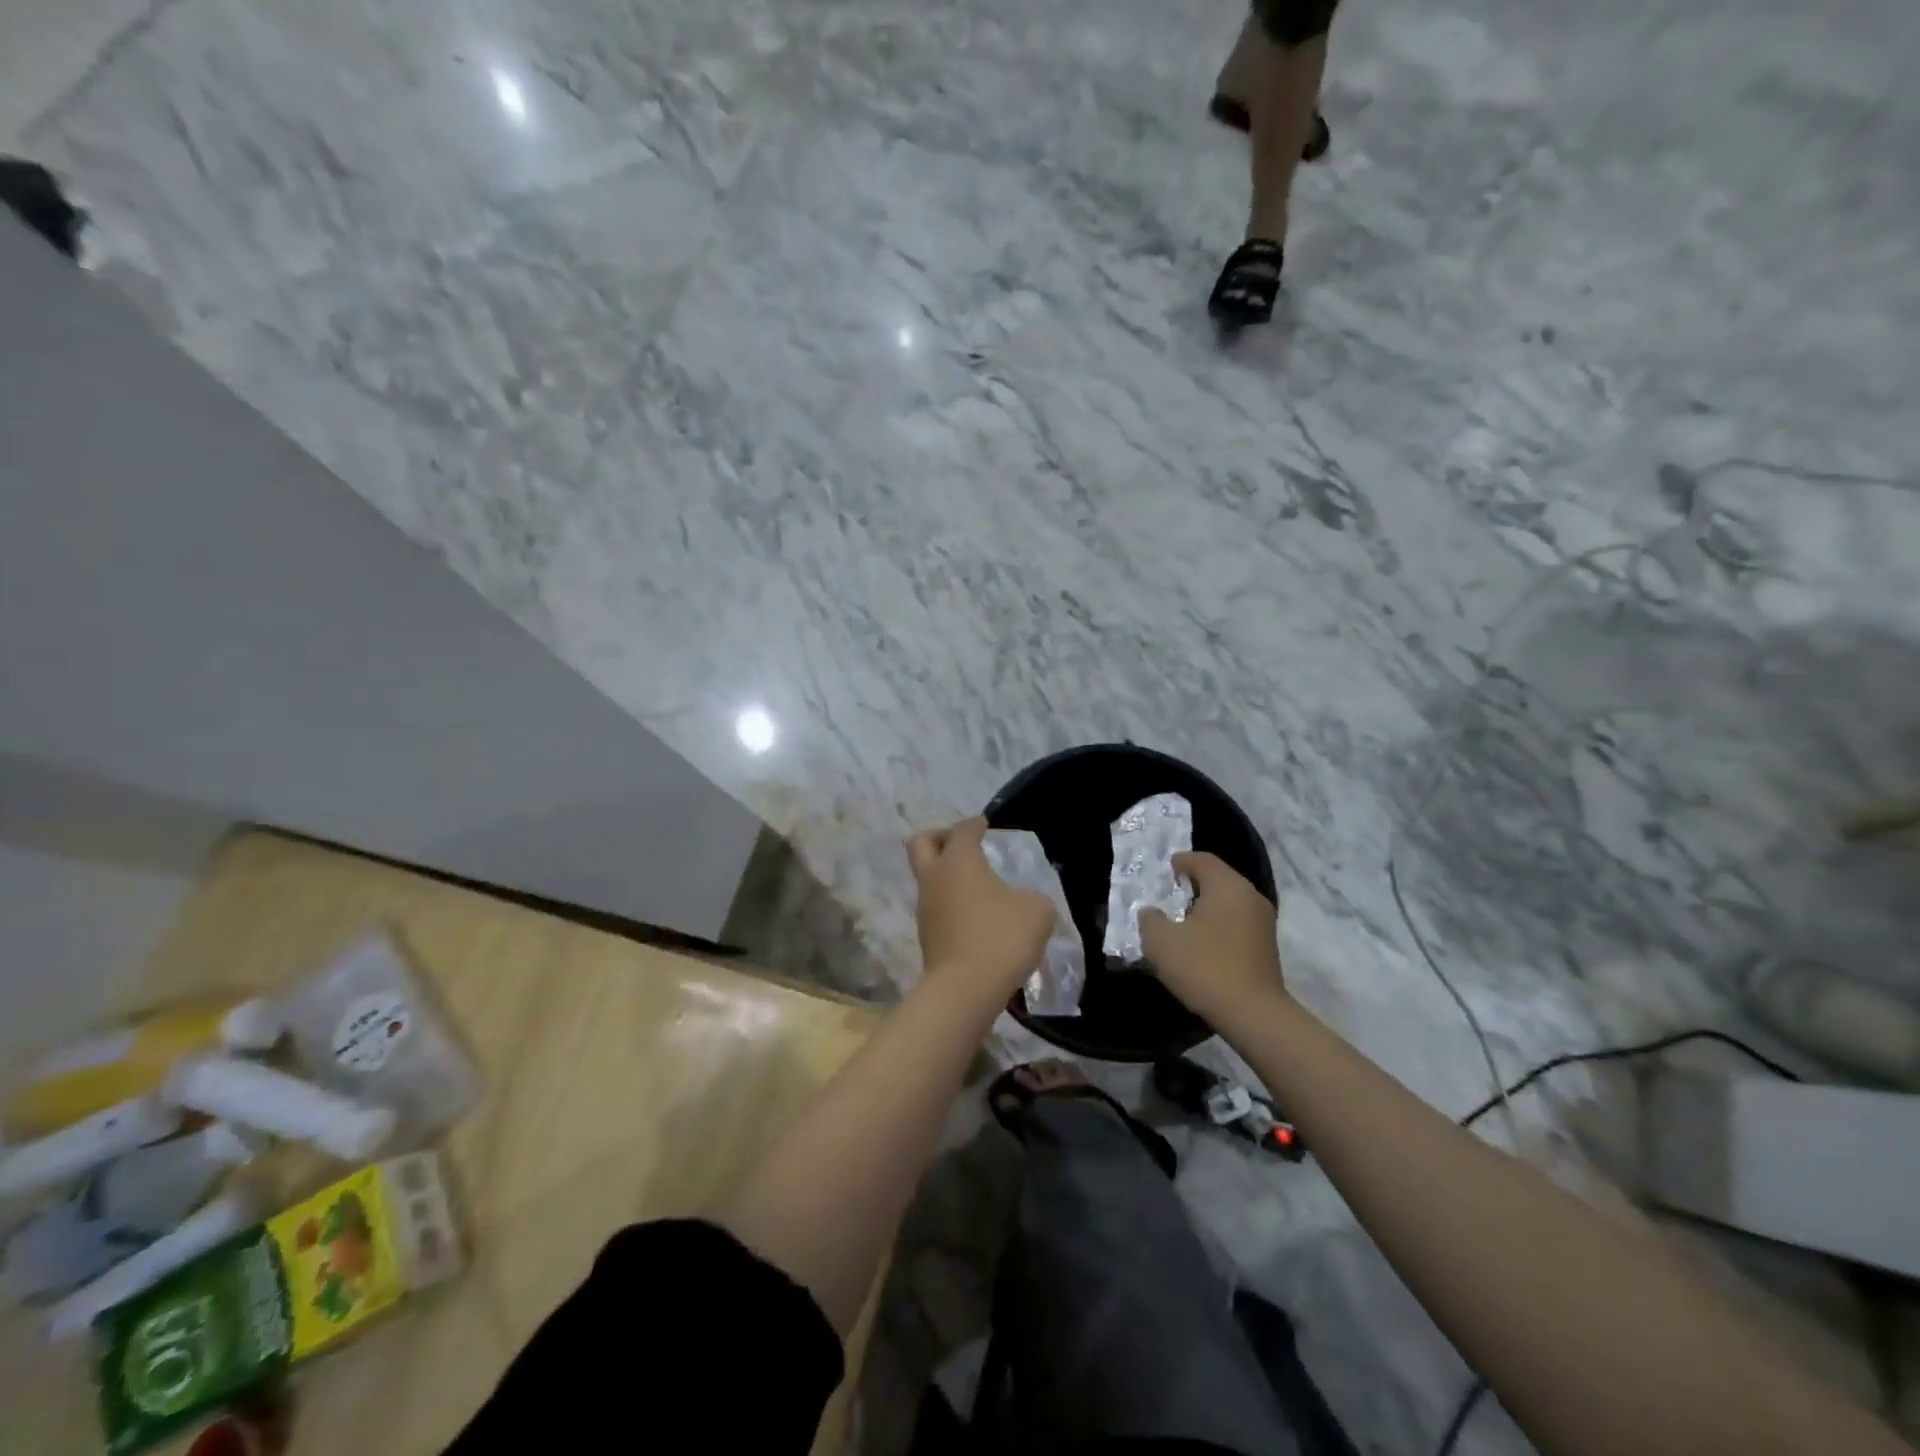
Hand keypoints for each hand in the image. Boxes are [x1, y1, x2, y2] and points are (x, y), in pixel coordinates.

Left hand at [908, 817, 1055, 995]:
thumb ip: (1033, 897)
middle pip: (922, 843)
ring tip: (979, 888)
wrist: (964, 990)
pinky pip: (937, 908)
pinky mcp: (927, 937)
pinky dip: (952, 905)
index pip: (962, 830)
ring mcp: (926, 909)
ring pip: (929, 879)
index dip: (974, 824)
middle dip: (939, 837)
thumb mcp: (1037, 911)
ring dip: (948, 877)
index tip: (985, 824)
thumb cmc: (1001, 937)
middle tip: (963, 845)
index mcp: (959, 861)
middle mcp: (935, 878)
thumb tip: (1024, 902)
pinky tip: (977, 918)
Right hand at [1141, 852, 1284, 1018]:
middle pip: (1218, 879)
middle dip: (1192, 885)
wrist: (1254, 1015)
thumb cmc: (1205, 967)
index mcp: (1227, 886)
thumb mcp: (1161, 942)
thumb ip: (1150, 919)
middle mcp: (1250, 896)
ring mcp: (1263, 922)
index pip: (1202, 859)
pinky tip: (1202, 944)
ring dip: (1205, 907)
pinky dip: (1218, 925)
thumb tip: (1152, 913)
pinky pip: (1237, 922)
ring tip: (1182, 923)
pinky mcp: (1267, 946)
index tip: (1163, 873)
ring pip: (1229, 902)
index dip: (1180, 862)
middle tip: (1168, 898)